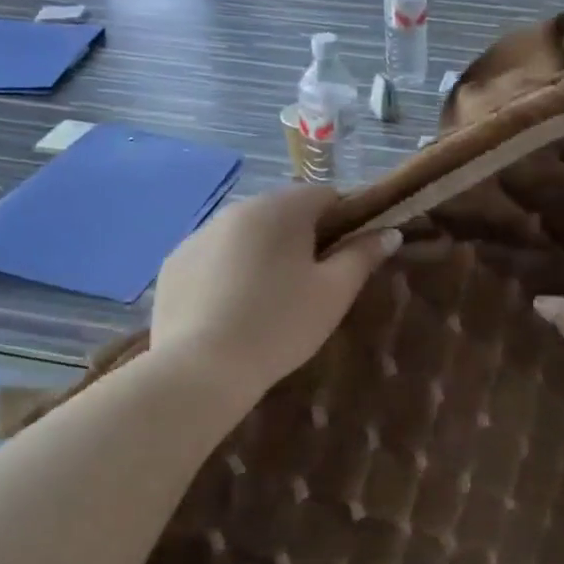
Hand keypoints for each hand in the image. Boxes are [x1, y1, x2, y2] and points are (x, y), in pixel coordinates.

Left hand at [151, 186, 399, 402]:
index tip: (347, 257)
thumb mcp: (334, 293)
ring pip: (246, 234)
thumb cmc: (280, 325)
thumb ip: (363, 256)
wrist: (201, 369)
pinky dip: (228, 271)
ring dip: (263, 253)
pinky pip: (214, 256)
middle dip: (302, 238)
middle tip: (312, 284)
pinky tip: (231, 309)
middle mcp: (237, 209)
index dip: (345, 220)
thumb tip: (389, 232)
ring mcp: (198, 234)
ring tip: (268, 300)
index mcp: (280, 209)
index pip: (325, 195)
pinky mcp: (174, 263)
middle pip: (283, 212)